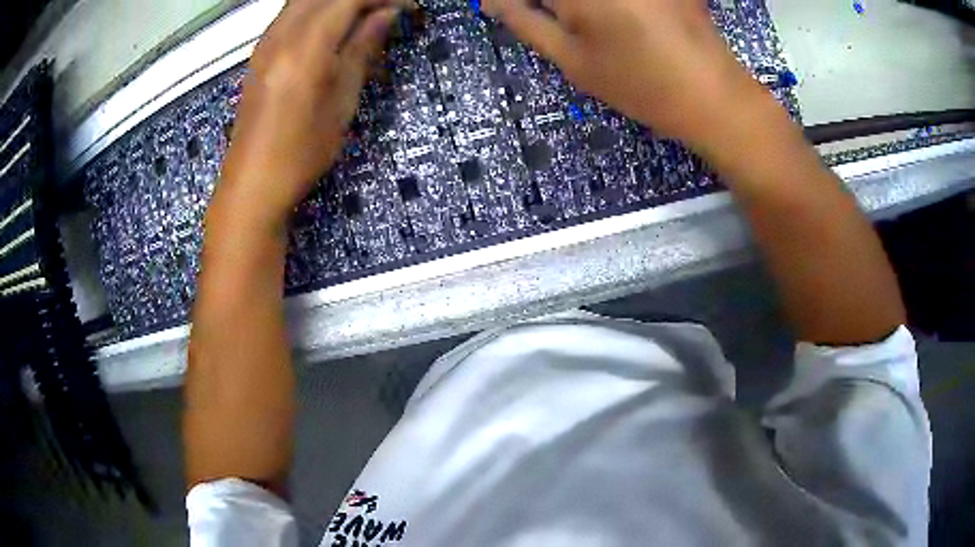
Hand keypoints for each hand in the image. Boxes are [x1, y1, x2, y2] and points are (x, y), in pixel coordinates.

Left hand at [217, 0, 411, 227]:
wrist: (252, 184)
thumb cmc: (302, 153)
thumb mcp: (342, 102)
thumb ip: (362, 48)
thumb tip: (386, 13)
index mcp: (306, 48)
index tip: (407, 6)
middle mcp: (281, 35)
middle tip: (388, 9)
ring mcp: (266, 42)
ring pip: (305, 0)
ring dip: (338, 1)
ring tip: (365, 15)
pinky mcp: (260, 53)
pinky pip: (292, 13)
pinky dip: (318, 9)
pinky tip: (335, 25)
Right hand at [482, 0, 765, 147]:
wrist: (713, 96)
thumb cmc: (640, 84)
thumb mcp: (573, 60)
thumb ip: (526, 22)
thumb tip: (492, 0)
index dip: (521, 2)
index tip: (520, 12)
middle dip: (553, 5)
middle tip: (557, 21)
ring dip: (576, 6)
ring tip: (586, 26)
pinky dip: (608, 4)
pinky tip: (617, 19)